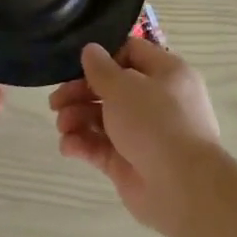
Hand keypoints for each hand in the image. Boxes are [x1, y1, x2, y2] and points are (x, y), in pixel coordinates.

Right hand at [49, 38, 223, 236]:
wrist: (182, 186)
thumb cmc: (156, 122)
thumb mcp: (124, 86)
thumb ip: (101, 69)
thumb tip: (91, 50)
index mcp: (166, 74)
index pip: (132, 53)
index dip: (103, 57)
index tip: (76, 65)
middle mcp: (157, 101)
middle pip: (112, 88)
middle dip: (80, 92)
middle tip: (55, 102)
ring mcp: (143, 134)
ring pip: (103, 118)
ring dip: (77, 118)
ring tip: (62, 126)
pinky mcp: (129, 163)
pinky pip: (101, 147)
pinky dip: (83, 144)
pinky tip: (68, 146)